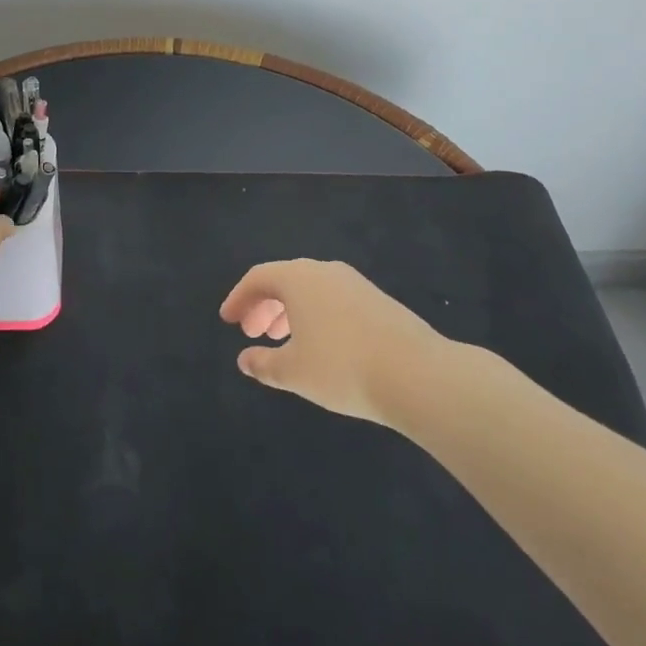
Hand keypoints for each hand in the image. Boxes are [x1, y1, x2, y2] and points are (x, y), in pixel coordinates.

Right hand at [219, 259, 450, 426]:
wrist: (418, 375)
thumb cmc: (342, 368)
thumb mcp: (294, 372)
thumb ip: (264, 364)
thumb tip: (245, 360)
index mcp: (298, 278)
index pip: (258, 278)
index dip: (239, 298)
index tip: (228, 320)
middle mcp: (325, 271)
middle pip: (284, 280)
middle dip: (264, 305)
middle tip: (252, 333)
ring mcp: (355, 283)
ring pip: (311, 290)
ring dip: (290, 311)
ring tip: (284, 341)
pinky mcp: (378, 300)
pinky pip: (333, 300)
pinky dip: (316, 315)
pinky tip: (321, 346)